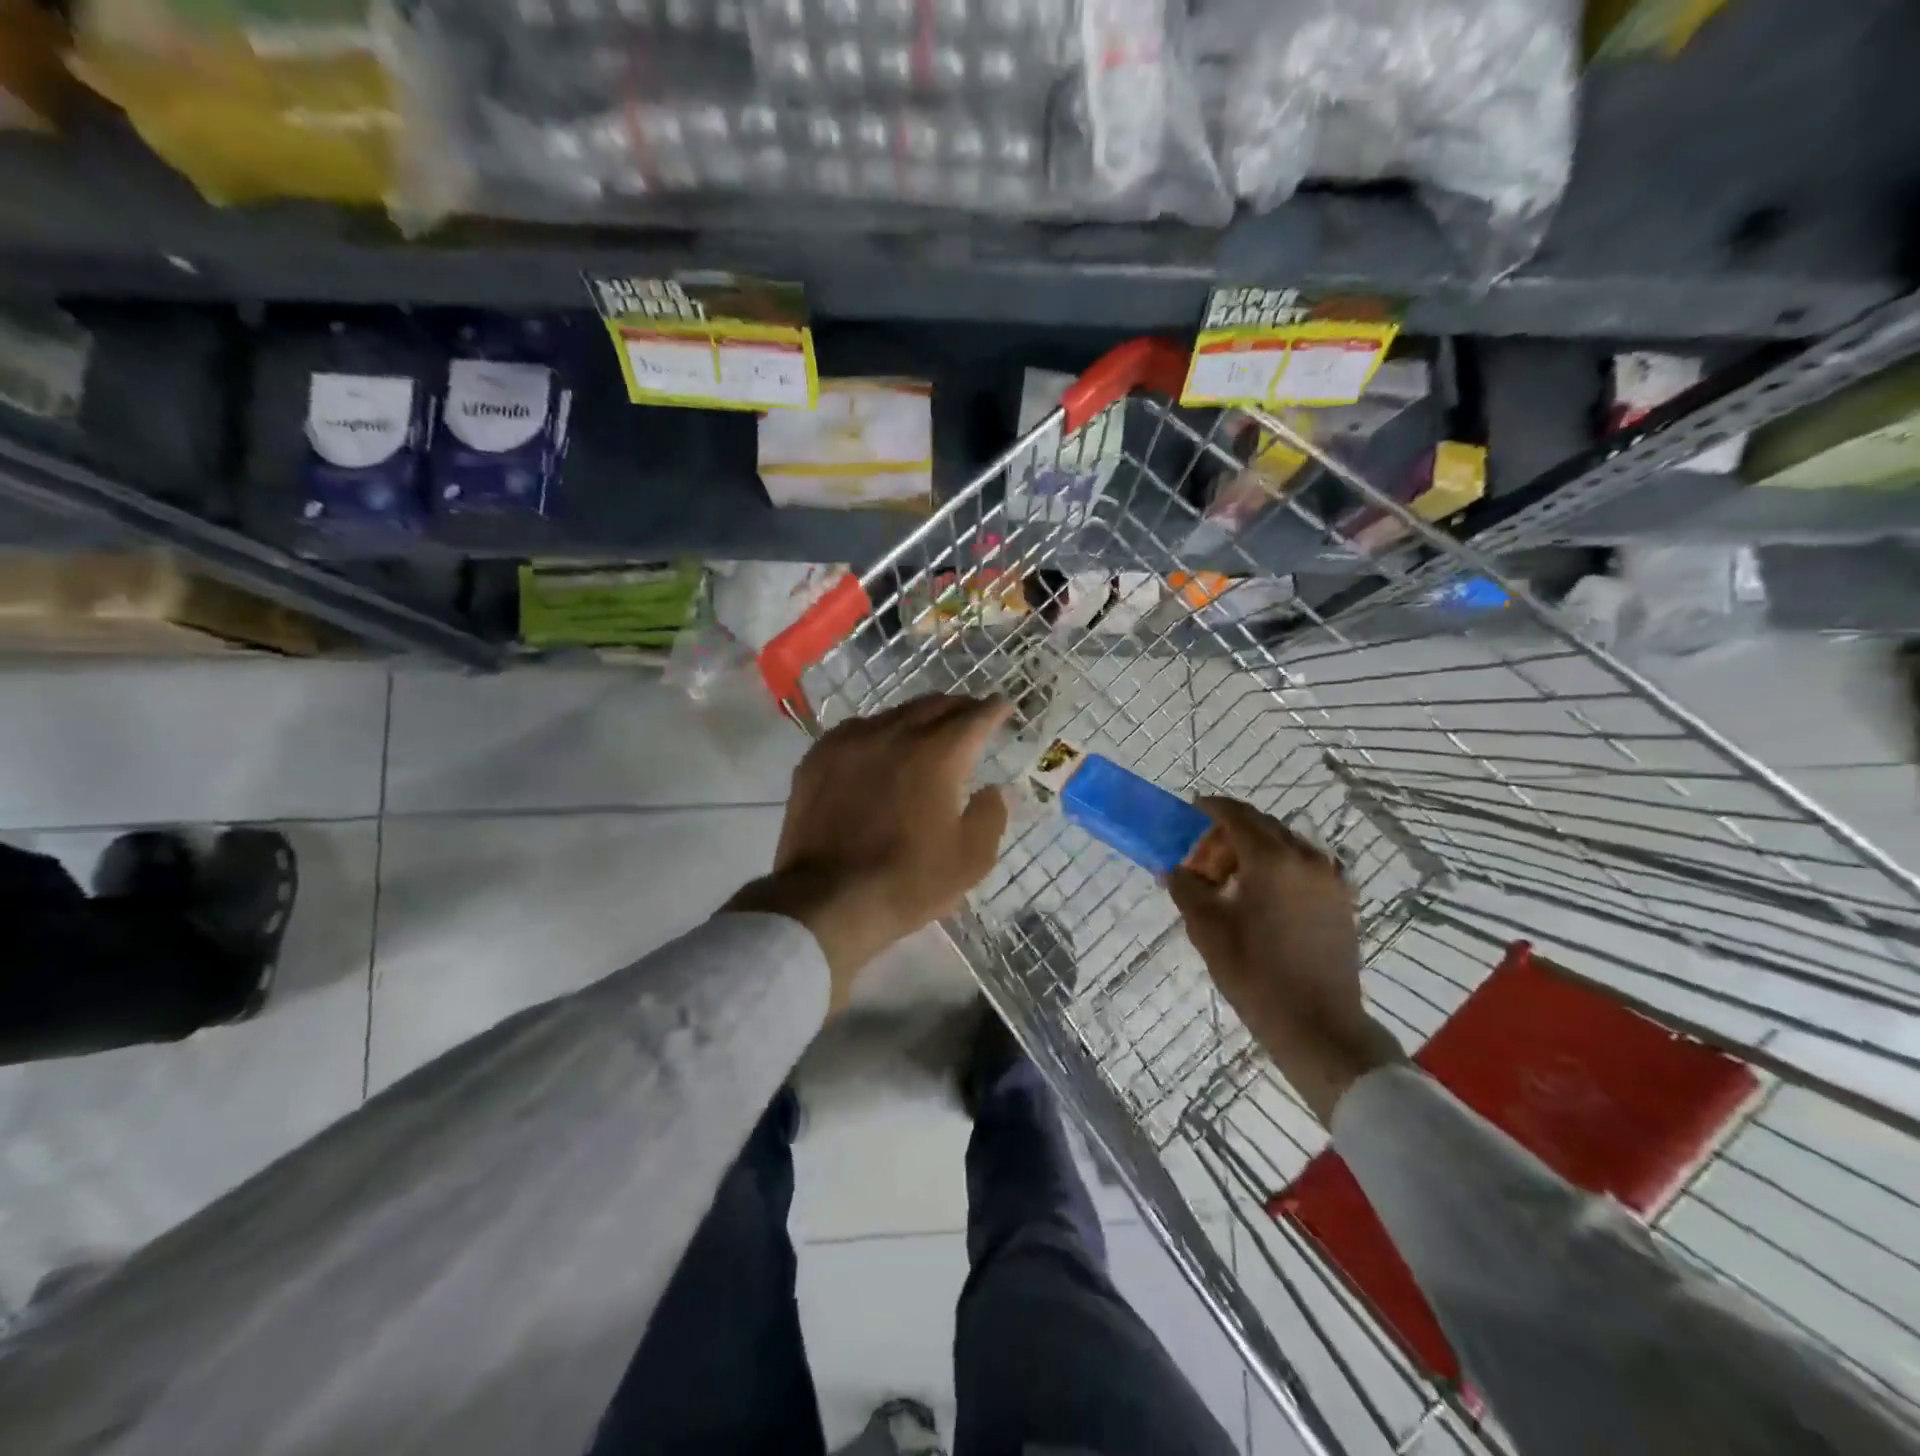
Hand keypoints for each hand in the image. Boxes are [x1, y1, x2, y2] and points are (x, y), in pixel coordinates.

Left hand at [728, 694, 1011, 1008]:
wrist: (825, 900)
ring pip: (894, 714)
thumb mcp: (969, 860)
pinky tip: (880, 748)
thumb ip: (990, 815)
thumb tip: (995, 790)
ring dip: (918, 718)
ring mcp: (850, 742)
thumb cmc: (907, 882)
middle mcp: (893, 734)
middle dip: (958, 707)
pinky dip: (879, 732)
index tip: (1003, 705)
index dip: (993, 709)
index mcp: (936, 755)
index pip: (973, 717)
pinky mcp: (818, 757)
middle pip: (933, 706)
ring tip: (927, 731)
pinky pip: (857, 730)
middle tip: (971, 716)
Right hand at [1165, 797, 1402, 1124]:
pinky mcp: (1341, 902)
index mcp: (1272, 859)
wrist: (1318, 1025)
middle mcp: (1306, 858)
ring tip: (1231, 882)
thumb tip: (1172, 869)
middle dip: (1230, 834)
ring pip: (1285, 846)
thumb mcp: (1207, 929)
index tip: (1191, 810)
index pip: (1237, 815)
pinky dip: (1278, 868)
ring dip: (1255, 851)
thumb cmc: (1255, 973)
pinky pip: (1304, 867)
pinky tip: (1260, 898)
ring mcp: (1330, 880)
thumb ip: (1186, 888)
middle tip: (1203, 859)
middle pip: (1263, 826)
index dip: (1211, 808)